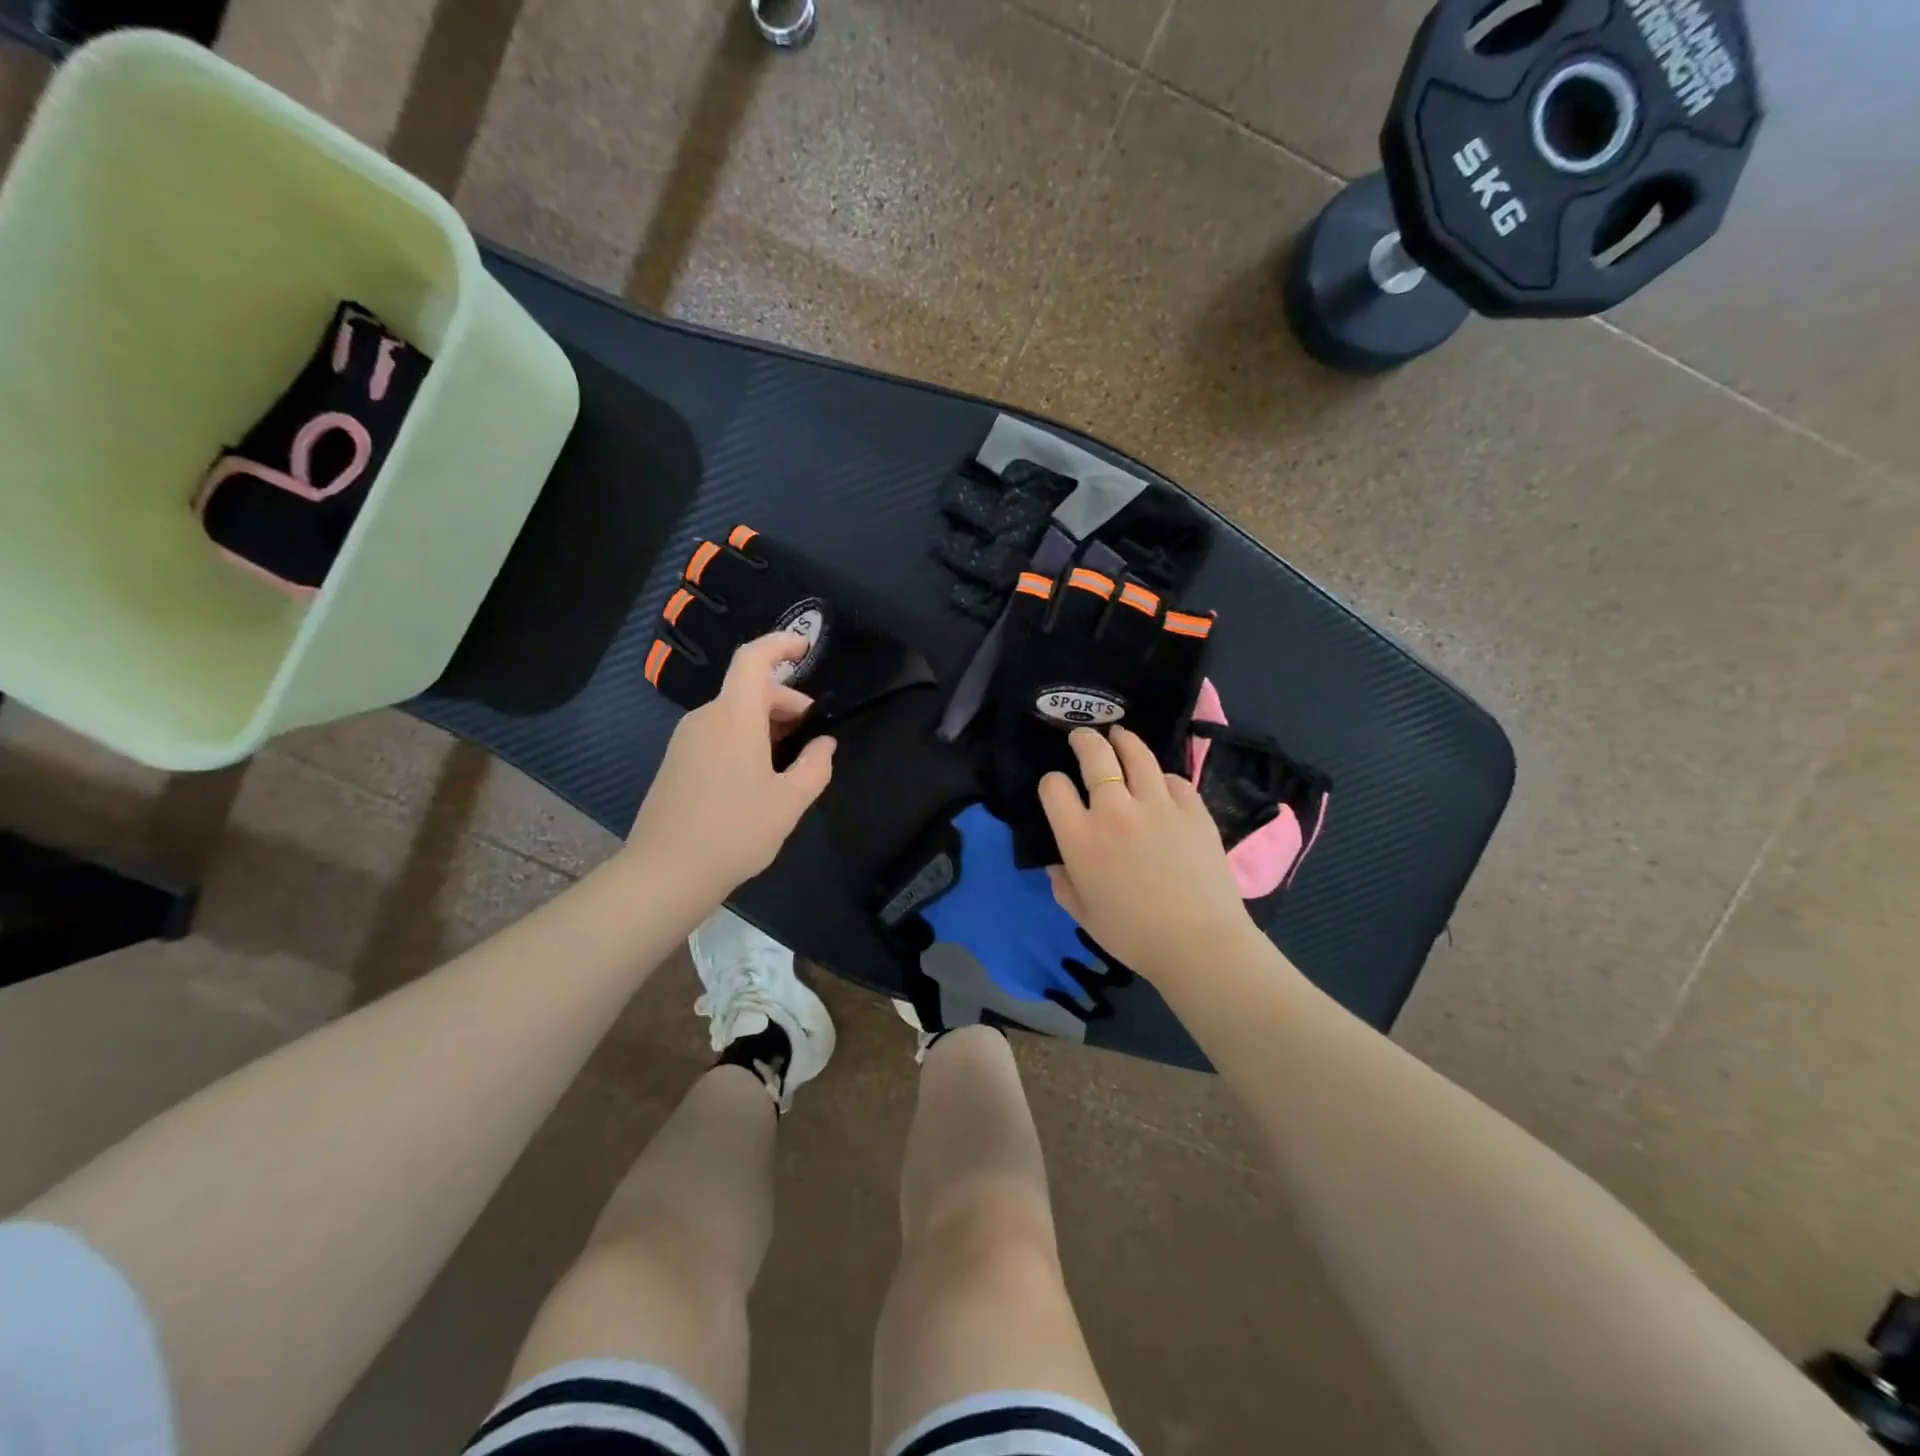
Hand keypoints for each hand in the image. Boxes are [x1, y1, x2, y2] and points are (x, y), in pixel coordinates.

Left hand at [626, 633, 835, 894]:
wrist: (666, 872)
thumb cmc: (735, 831)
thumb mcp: (789, 802)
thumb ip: (815, 766)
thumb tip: (825, 744)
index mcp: (734, 717)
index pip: (753, 659)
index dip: (780, 645)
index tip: (806, 648)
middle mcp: (705, 719)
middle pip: (749, 690)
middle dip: (786, 703)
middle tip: (812, 736)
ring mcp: (685, 740)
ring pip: (734, 714)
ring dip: (766, 725)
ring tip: (789, 761)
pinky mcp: (676, 762)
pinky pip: (717, 734)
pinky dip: (745, 740)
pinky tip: (758, 777)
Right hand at [1039, 726, 1261, 985]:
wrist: (1199, 943)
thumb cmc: (1133, 935)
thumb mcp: (1083, 915)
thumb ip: (1063, 885)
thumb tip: (1059, 864)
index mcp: (1080, 838)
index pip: (1054, 787)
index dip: (1051, 783)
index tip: (1057, 789)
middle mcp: (1114, 810)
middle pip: (1095, 756)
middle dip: (1084, 740)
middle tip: (1082, 736)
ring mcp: (1157, 805)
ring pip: (1137, 754)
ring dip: (1124, 740)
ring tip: (1120, 736)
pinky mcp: (1192, 809)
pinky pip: (1173, 779)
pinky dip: (1162, 778)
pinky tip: (1160, 783)